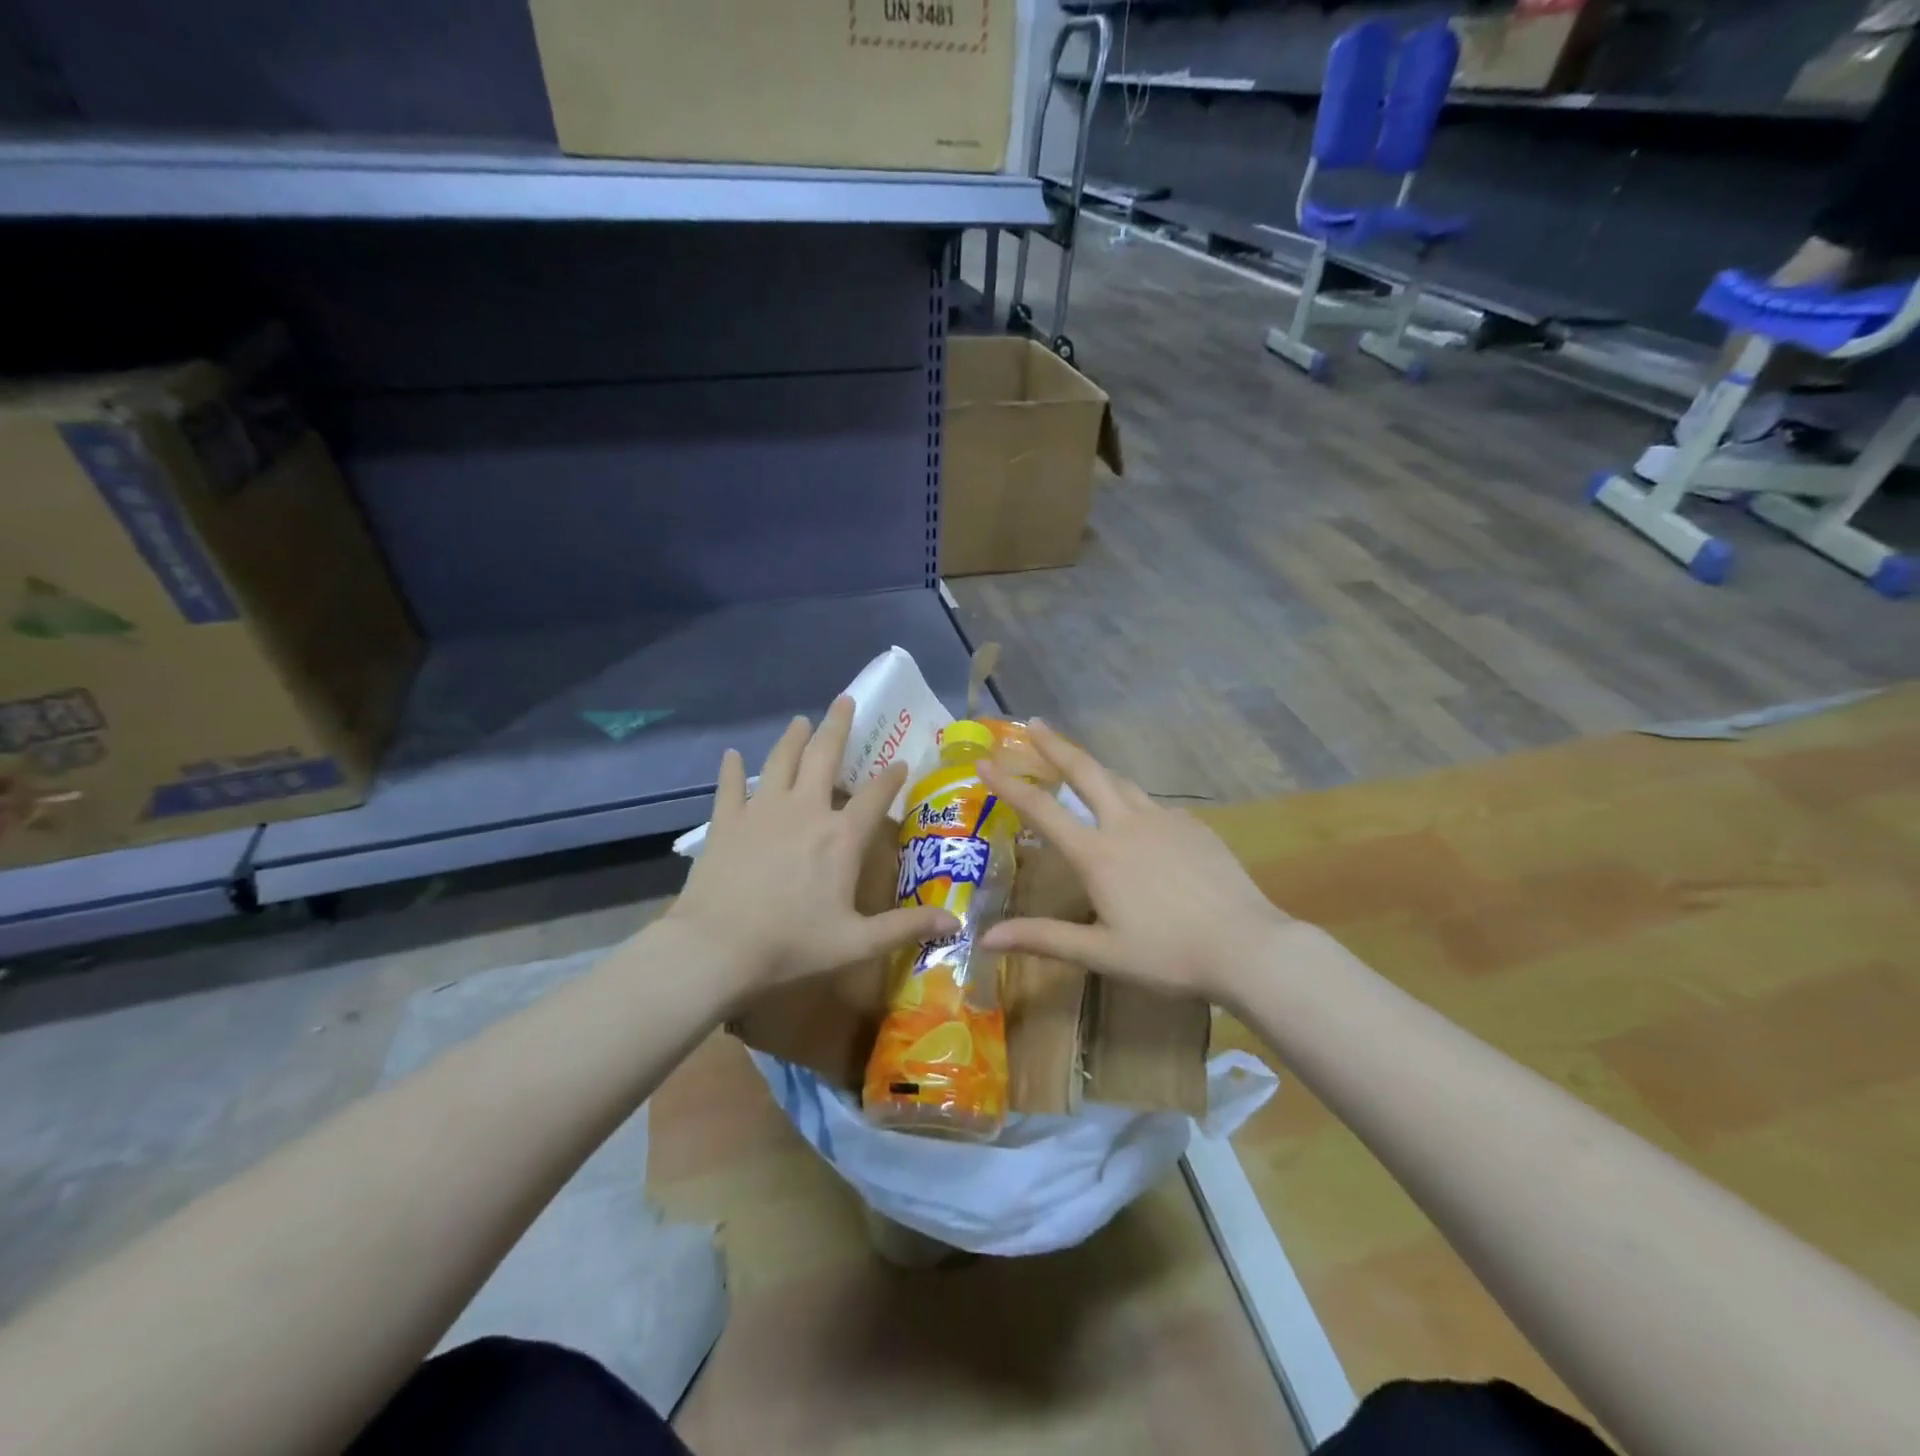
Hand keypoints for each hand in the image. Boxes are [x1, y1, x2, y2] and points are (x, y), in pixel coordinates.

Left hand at [665, 696, 957, 992]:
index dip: (891, 777)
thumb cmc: (791, 943)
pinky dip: (732, 769)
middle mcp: (805, 810)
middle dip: (838, 726)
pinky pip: (730, 787)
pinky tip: (731, 755)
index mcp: (841, 836)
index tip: (901, 761)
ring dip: (793, 738)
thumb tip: (955, 922)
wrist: (717, 947)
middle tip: (845, 700)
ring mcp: (762, 811)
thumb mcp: (856, 942)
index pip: (874, 795)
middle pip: (824, 757)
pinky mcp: (727, 821)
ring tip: (801, 720)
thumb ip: (905, 927)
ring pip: (781, 761)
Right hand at [978, 722, 1294, 1003]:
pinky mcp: (1194, 826)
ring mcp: (1165, 820)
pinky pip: (1154, 806)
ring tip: (1080, 766)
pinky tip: (1138, 821)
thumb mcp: (1100, 953)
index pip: (1042, 810)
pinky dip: (1133, 803)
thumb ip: (1042, 938)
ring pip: (1122, 783)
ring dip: (1095, 769)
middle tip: (1036, 723)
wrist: (1248, 946)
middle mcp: (1127, 824)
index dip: (1009, 785)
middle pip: (1086, 772)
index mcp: (1098, 854)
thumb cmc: (1168, 954)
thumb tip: (985, 937)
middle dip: (1056, 745)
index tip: (984, 762)